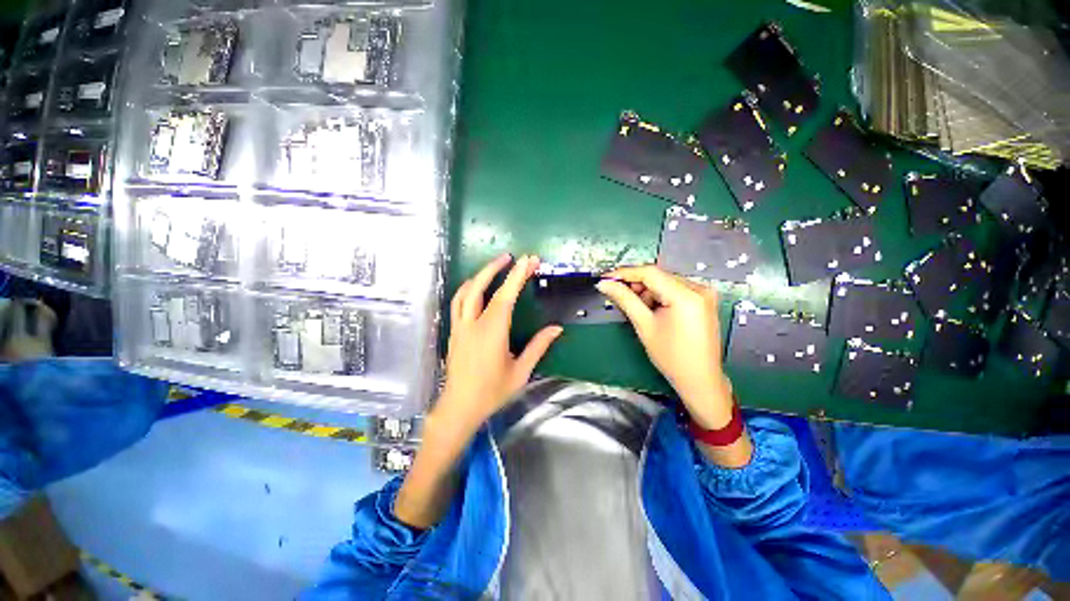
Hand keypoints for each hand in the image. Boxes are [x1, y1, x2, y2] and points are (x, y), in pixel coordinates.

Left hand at [436, 253, 563, 436]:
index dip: (517, 276)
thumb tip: (556, 329)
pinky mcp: (454, 332)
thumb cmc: (492, 392)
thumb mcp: (520, 372)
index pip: (505, 296)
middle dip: (495, 268)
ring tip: (494, 267)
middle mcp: (473, 324)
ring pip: (465, 292)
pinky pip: (458, 303)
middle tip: (510, 257)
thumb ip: (538, 347)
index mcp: (492, 332)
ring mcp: (460, 327)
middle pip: (480, 287)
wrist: (460, 407)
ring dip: (480, 276)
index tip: (528, 260)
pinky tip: (476, 288)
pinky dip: (468, 289)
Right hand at [596, 266, 732, 429]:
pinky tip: (652, 309)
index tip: (606, 279)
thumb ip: (624, 299)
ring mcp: (704, 294)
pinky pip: (675, 289)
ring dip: (648, 291)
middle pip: (659, 276)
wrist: (700, 379)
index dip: (625, 273)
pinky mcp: (703, 300)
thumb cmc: (672, 357)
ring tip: (638, 308)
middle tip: (617, 294)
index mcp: (686, 295)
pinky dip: (660, 295)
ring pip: (666, 282)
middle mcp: (699, 289)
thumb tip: (605, 285)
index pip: (650, 273)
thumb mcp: (644, 325)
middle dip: (636, 284)